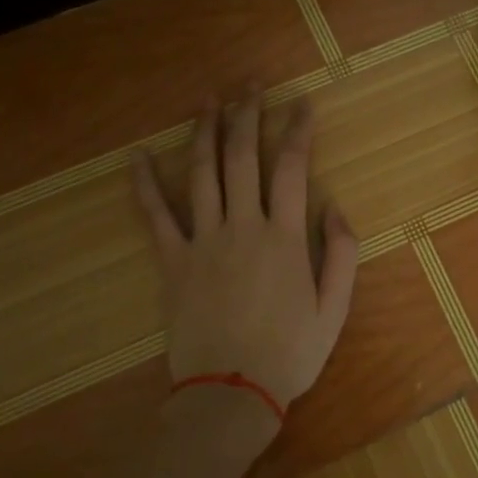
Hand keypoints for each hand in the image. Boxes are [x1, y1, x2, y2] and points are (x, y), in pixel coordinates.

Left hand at [130, 89, 358, 419]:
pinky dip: (144, 184)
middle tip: (250, 84)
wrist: (231, 392)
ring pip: (202, 173)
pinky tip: (137, 156)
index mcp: (284, 237)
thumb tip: (335, 208)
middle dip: (247, 114)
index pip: (291, 168)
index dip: (297, 130)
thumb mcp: (334, 309)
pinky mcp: (172, 261)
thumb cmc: (289, 354)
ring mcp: (203, 241)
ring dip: (205, 132)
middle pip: (242, 157)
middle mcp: (242, 226)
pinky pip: (155, 216)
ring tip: (209, 100)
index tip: (302, 104)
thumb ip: (341, 254)